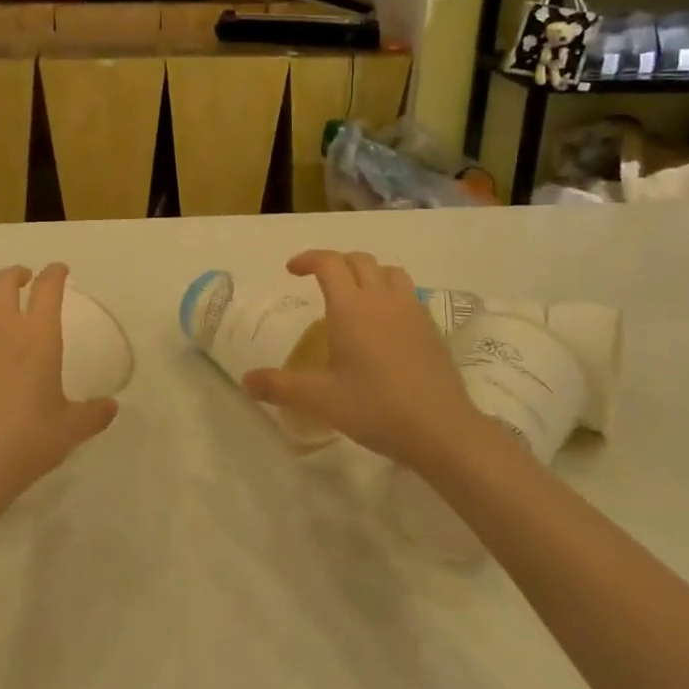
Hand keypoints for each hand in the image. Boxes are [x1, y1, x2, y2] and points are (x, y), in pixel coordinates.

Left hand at [0, 264, 117, 518]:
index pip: (47, 288)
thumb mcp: (69, 431)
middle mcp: (1, 330)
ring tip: (0, 308)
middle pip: (2, 282)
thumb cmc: (24, 441)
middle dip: (16, 273)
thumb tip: (111, 407)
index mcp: (37, 336)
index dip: (55, 273)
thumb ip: (93, 414)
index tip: (60, 271)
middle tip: (26, 279)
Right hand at [242, 251, 477, 472]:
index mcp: (351, 307)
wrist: (441, 429)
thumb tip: (246, 381)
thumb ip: (280, 387)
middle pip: (359, 260)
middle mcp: (381, 299)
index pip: (329, 263)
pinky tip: (385, 323)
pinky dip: (390, 293)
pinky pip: (408, 294)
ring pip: (388, 272)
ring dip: (368, 273)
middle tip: (319, 281)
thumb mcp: (320, 400)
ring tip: (355, 295)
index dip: (308, 259)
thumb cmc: (375, 408)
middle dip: (336, 263)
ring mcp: (411, 311)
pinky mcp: (431, 328)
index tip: (292, 270)